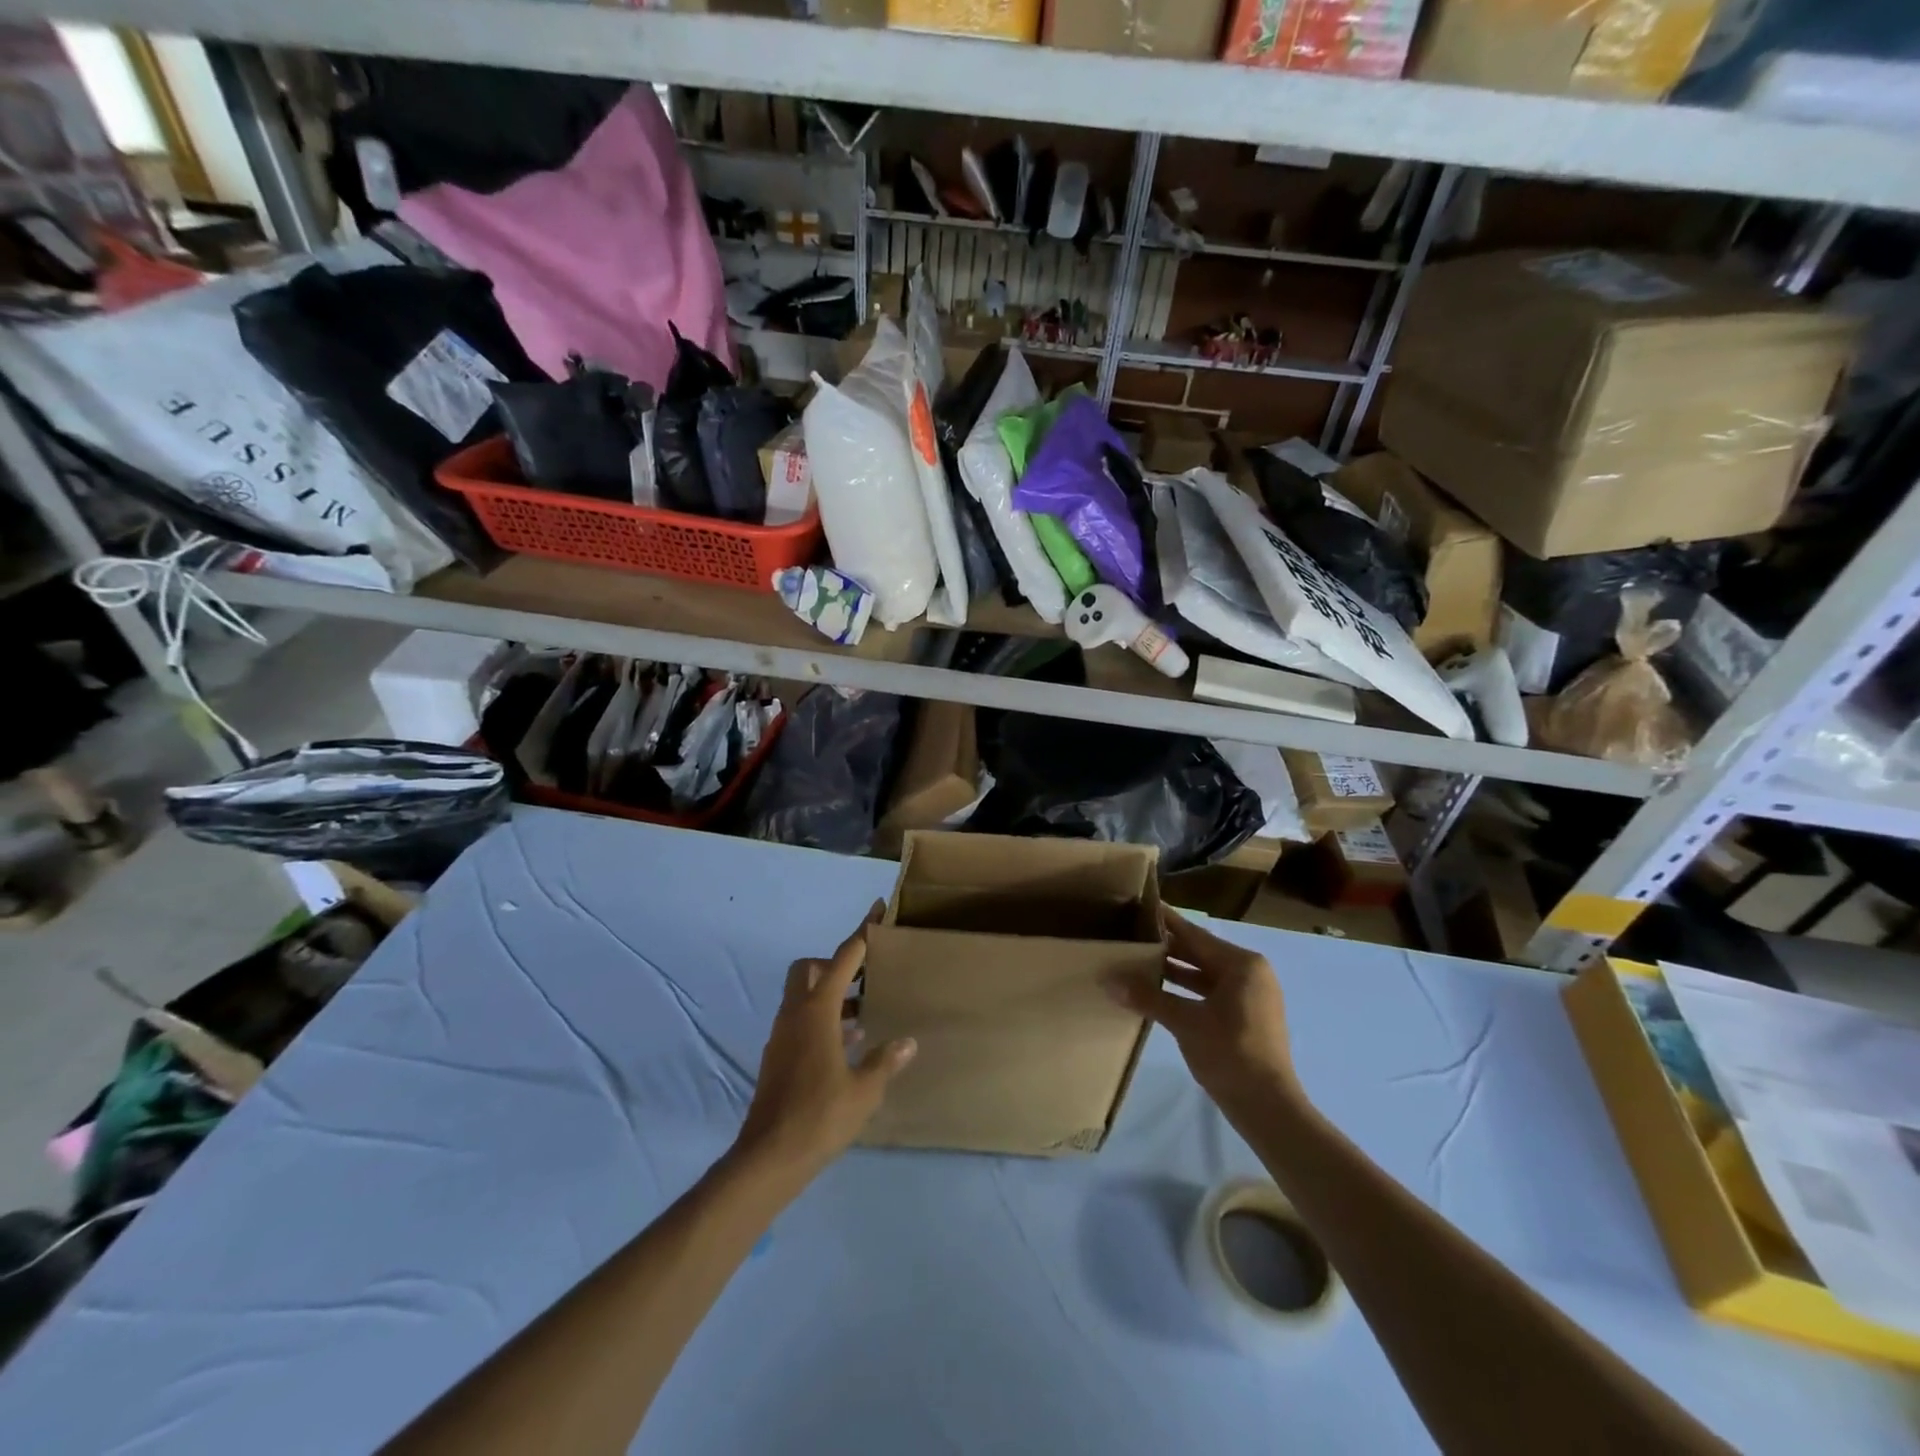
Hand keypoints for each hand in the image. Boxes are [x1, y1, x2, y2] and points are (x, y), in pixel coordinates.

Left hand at [735, 903, 917, 1181]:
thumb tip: (907, 1042)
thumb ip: (885, 1060)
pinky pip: (800, 1020)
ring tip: (864, 1012)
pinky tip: (847, 1043)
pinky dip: (822, 1018)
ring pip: (803, 995)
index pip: (843, 958)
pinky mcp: (778, 1056)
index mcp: (817, 1011)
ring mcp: (782, 1035)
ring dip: (830, 994)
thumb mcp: (864, 1090)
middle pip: (809, 968)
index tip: (876, 910)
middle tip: (865, 977)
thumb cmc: (820, 1116)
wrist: (769, 1157)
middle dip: (835, 964)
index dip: (862, 933)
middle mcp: (795, 1014)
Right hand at [1108, 908, 1299, 1130]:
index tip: (1141, 905)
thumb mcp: (1185, 1022)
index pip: (1195, 934)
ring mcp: (1251, 996)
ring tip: (1137, 961)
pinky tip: (1158, 991)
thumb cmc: (1230, 1054)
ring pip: (1205, 974)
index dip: (1166, 922)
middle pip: (1200, 952)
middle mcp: (1250, 973)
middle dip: (1167, 947)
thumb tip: (1108, 980)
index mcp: (1242, 964)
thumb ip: (1147, 997)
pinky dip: (1186, 990)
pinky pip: (1211, 992)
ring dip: (1174, 971)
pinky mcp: (1246, 1016)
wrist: (1268, 1107)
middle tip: (1132, 934)